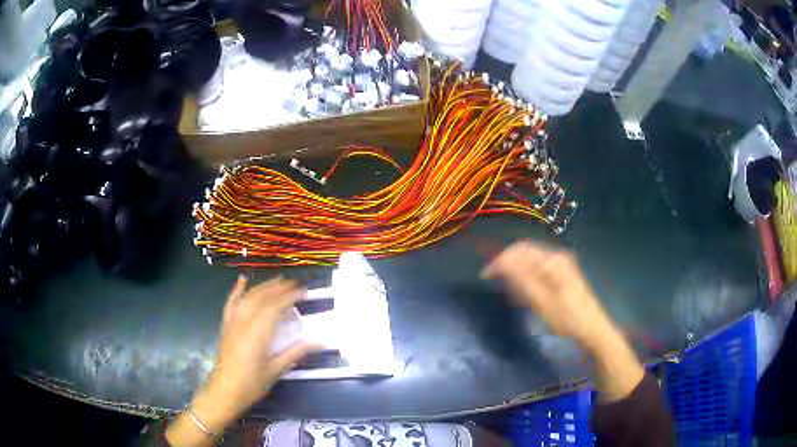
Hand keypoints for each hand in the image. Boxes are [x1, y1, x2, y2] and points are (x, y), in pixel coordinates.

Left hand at [167, 276, 315, 445]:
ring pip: (248, 297)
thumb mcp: (277, 369)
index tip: (304, 292)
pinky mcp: (226, 325)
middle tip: (296, 284)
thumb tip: (322, 341)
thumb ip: (297, 351)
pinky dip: (237, 290)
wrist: (225, 391)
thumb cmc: (252, 383)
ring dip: (264, 286)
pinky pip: (231, 303)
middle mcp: (244, 322)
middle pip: (262, 298)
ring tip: (279, 280)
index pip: (274, 307)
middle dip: (279, 288)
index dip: (290, 296)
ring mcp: (233, 322)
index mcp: (257, 334)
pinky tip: (243, 279)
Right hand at [482, 241, 613, 347]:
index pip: (519, 250)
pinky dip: (528, 277)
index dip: (500, 261)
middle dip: (508, 265)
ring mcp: (562, 265)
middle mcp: (557, 257)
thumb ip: (521, 280)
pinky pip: (539, 269)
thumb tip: (501, 262)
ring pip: (531, 261)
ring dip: (517, 272)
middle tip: (495, 284)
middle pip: (525, 252)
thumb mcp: (542, 302)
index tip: (485, 276)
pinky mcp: (564, 274)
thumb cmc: (567, 318)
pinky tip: (525, 293)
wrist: (592, 329)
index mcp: (552, 260)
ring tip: (509, 291)